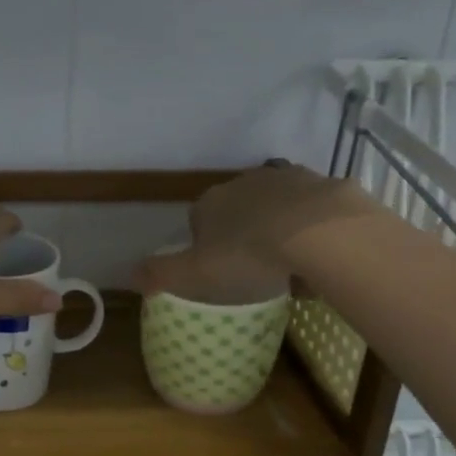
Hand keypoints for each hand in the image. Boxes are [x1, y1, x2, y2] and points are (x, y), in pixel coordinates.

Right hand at [137, 164, 382, 300]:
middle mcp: (244, 183)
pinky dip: (313, 227)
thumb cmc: (248, 255)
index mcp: (210, 203)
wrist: (320, 232)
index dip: (205, 246)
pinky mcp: (325, 184)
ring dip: (278, 227)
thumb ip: (160, 274)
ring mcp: (287, 180)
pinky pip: (313, 210)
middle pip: (237, 210)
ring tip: (290, 263)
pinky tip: (320, 254)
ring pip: (276, 206)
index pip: (198, 220)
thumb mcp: (194, 274)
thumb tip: (129, 275)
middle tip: (254, 269)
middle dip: (242, 233)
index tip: (218, 272)